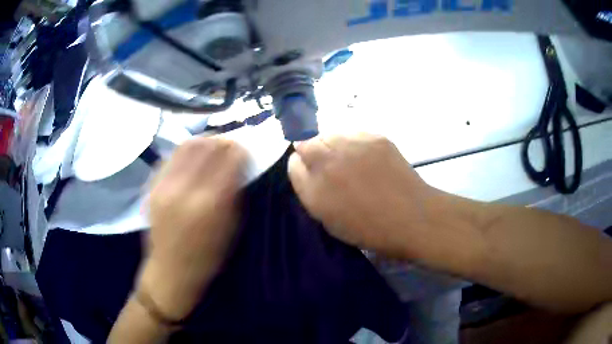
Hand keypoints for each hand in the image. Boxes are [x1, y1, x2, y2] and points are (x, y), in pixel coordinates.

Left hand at [138, 138, 246, 320]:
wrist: (170, 271)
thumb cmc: (207, 257)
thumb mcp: (232, 229)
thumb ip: (236, 193)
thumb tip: (239, 164)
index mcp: (210, 204)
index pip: (229, 158)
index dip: (240, 149)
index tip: (245, 150)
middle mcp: (184, 189)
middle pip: (207, 145)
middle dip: (223, 141)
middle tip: (230, 146)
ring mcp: (164, 185)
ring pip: (187, 145)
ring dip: (204, 141)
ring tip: (212, 147)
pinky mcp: (152, 186)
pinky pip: (171, 156)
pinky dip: (186, 151)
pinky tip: (192, 159)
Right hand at [288, 134, 439, 258]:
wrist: (411, 217)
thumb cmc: (370, 229)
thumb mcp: (331, 221)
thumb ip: (312, 193)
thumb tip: (308, 169)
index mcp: (314, 192)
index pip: (293, 164)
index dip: (301, 166)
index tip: (311, 171)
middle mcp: (327, 164)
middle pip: (305, 142)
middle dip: (312, 151)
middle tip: (330, 163)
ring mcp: (351, 146)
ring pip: (329, 133)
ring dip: (332, 144)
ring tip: (350, 158)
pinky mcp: (373, 136)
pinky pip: (353, 132)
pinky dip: (354, 142)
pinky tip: (367, 156)